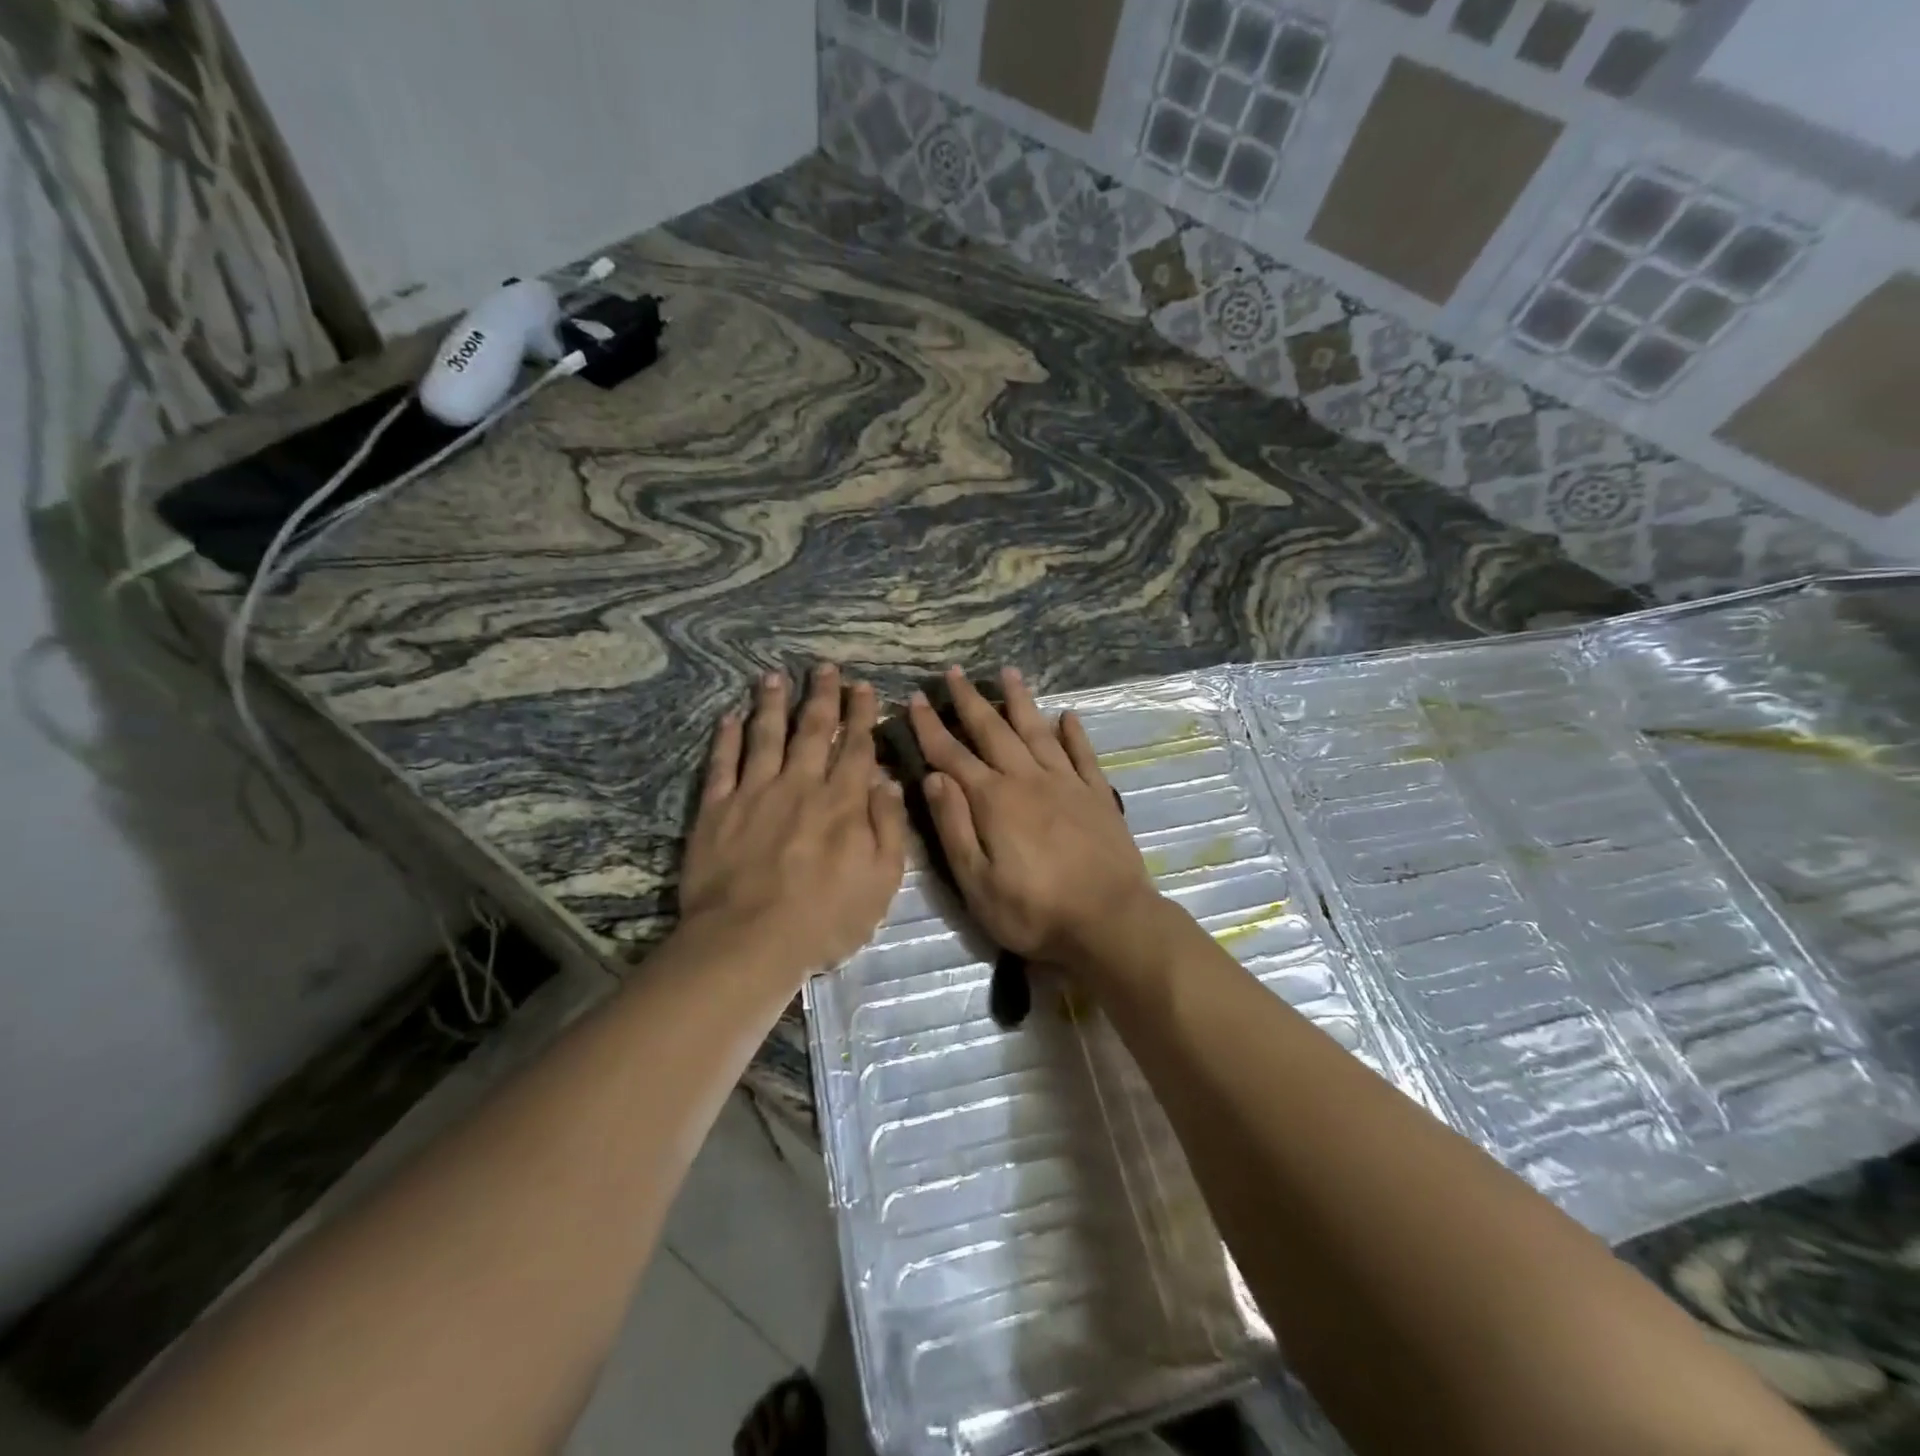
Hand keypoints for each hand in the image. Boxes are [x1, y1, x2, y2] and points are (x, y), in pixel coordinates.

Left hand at [680, 665, 906, 976]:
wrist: (748, 942)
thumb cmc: (825, 918)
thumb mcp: (881, 881)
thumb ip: (888, 827)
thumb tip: (888, 781)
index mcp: (842, 802)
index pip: (856, 747)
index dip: (862, 714)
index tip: (863, 687)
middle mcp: (800, 785)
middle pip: (812, 730)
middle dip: (822, 696)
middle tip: (824, 668)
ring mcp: (754, 793)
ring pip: (766, 735)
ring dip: (772, 703)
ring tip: (774, 676)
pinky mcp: (716, 809)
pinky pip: (722, 763)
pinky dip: (727, 738)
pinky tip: (730, 717)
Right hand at [909, 666, 1157, 966]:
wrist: (1109, 922)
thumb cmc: (1033, 911)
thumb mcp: (976, 882)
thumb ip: (953, 826)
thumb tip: (933, 778)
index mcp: (993, 800)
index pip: (952, 755)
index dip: (930, 727)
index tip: (914, 699)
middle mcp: (1028, 780)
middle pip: (993, 731)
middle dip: (970, 700)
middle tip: (954, 672)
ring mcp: (1067, 783)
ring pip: (1037, 731)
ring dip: (1020, 701)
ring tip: (1008, 672)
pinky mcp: (1098, 795)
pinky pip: (1083, 754)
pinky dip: (1073, 732)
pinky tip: (1067, 715)